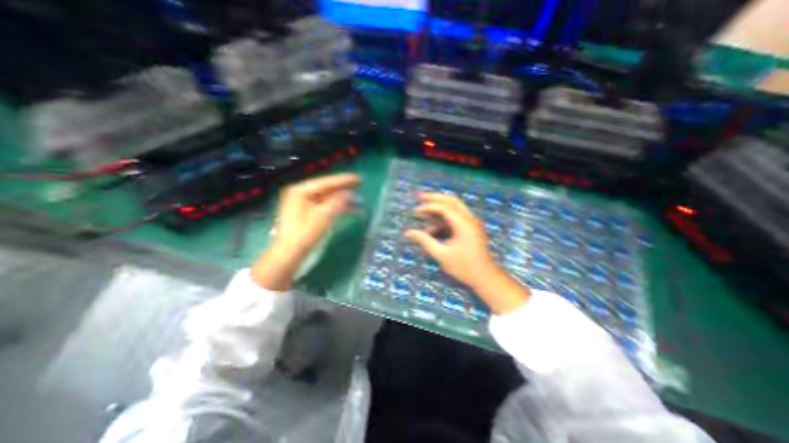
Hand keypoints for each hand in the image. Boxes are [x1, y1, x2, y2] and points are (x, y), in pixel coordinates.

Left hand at [252, 175, 359, 291]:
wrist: (288, 254)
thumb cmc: (304, 234)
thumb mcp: (323, 216)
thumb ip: (337, 202)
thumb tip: (349, 193)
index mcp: (299, 191)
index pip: (325, 182)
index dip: (343, 180)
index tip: (358, 178)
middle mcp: (299, 193)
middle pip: (325, 187)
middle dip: (342, 188)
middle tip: (359, 185)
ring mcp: (301, 203)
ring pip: (325, 197)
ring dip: (340, 198)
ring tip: (356, 199)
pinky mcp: (304, 213)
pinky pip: (323, 204)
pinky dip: (335, 205)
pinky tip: (346, 208)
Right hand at [407, 195, 529, 315]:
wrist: (485, 277)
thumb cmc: (464, 267)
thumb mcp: (441, 254)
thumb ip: (424, 241)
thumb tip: (408, 233)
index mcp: (463, 223)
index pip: (444, 207)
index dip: (428, 207)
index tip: (415, 212)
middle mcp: (469, 219)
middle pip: (451, 200)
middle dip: (434, 198)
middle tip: (419, 196)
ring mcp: (471, 223)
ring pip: (453, 207)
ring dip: (438, 209)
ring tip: (423, 214)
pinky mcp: (470, 228)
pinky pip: (455, 218)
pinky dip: (443, 219)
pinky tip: (432, 230)